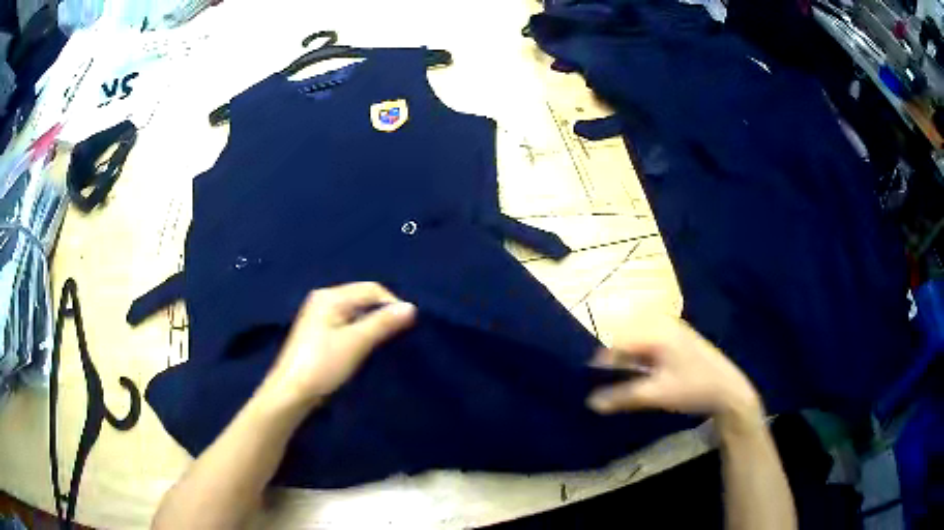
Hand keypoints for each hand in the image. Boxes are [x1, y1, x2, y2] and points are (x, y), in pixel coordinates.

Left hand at [257, 282, 415, 410]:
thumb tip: (412, 307)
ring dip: (373, 325)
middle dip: (382, 315)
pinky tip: (366, 348)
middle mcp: (324, 300)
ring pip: (356, 313)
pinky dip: (361, 333)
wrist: (291, 393)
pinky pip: (348, 325)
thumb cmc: (322, 364)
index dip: (392, 304)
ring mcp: (320, 317)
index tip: (408, 327)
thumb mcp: (356, 342)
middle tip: (398, 336)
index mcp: (330, 296)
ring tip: (385, 344)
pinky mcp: (319, 334)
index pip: (371, 289)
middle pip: (363, 299)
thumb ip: (383, 322)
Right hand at [586, 315, 761, 430]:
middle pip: (624, 338)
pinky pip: (646, 347)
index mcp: (657, 330)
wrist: (729, 391)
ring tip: (606, 379)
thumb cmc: (694, 388)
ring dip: (621, 360)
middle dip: (608, 358)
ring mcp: (669, 332)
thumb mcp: (657, 394)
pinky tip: (629, 376)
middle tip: (592, 380)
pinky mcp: (674, 342)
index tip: (582, 377)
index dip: (598, 359)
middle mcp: (661, 324)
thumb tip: (590, 402)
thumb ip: (622, 396)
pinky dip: (635, 361)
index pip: (617, 340)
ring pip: (635, 343)